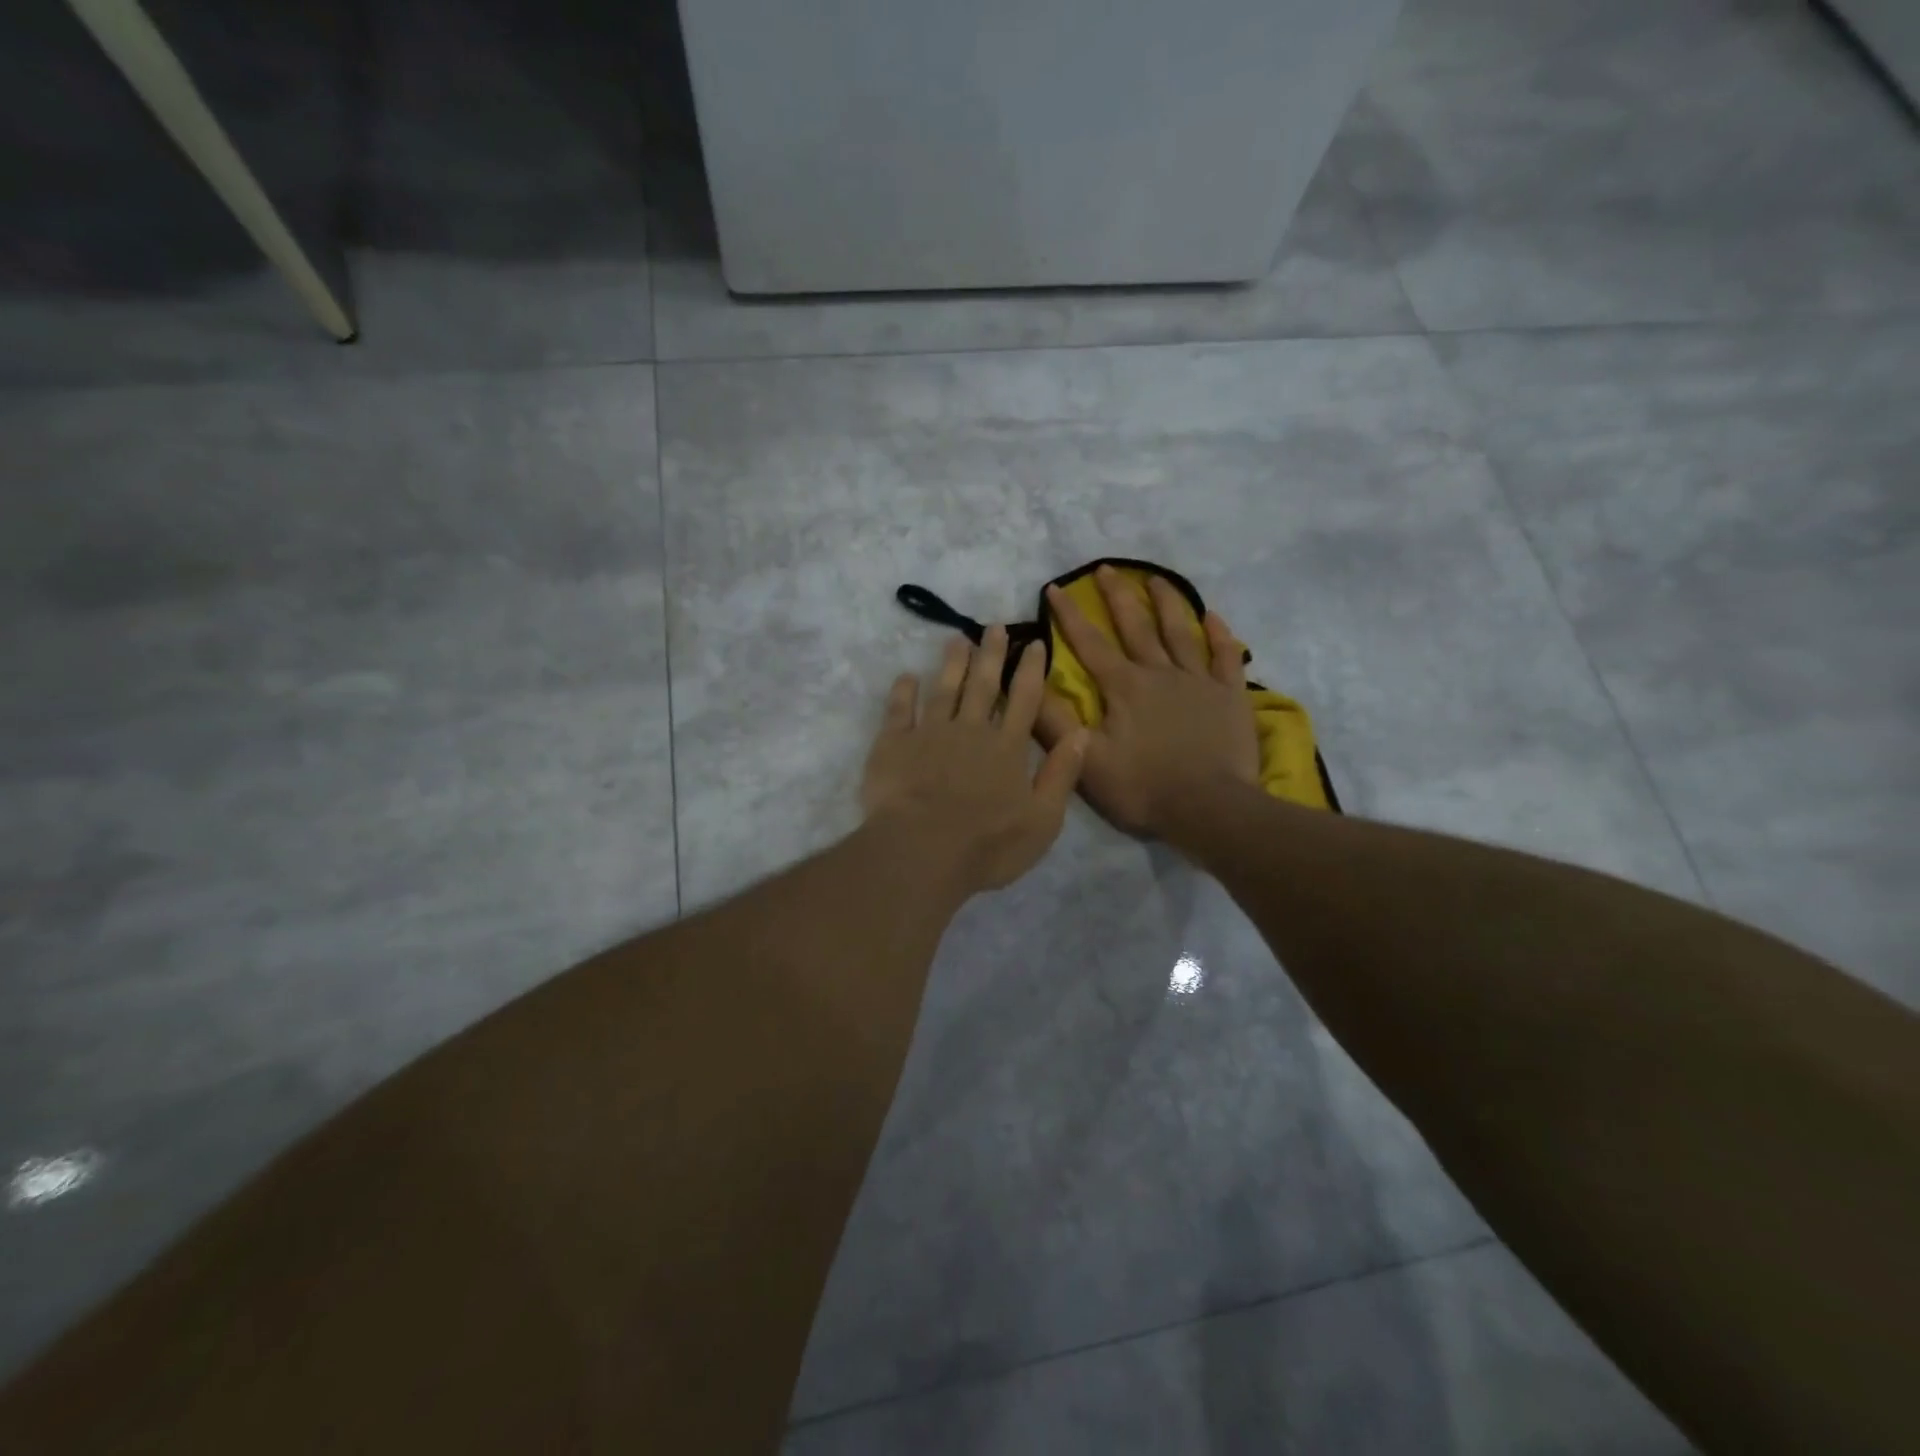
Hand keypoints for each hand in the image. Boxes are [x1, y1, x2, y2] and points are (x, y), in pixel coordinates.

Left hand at [862, 626, 1088, 895]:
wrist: (921, 852)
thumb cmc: (988, 845)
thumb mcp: (1043, 820)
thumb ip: (1062, 775)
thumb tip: (1082, 734)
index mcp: (1007, 748)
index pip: (1024, 698)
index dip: (1030, 668)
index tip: (1034, 642)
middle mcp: (970, 730)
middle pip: (982, 684)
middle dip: (991, 653)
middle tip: (993, 626)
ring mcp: (930, 733)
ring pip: (943, 689)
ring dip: (951, 663)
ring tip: (956, 639)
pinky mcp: (894, 744)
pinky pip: (899, 710)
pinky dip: (903, 691)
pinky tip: (906, 677)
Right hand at [1035, 566, 1259, 836]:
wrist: (1209, 808)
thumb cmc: (1143, 787)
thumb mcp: (1086, 760)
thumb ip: (1054, 722)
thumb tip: (1027, 683)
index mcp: (1124, 687)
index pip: (1089, 643)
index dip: (1069, 615)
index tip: (1055, 588)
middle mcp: (1160, 673)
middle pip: (1135, 626)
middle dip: (1116, 596)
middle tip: (1105, 568)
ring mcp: (1199, 682)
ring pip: (1181, 632)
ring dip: (1166, 603)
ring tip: (1155, 578)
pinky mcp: (1230, 696)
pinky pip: (1226, 657)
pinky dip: (1221, 635)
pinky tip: (1214, 617)